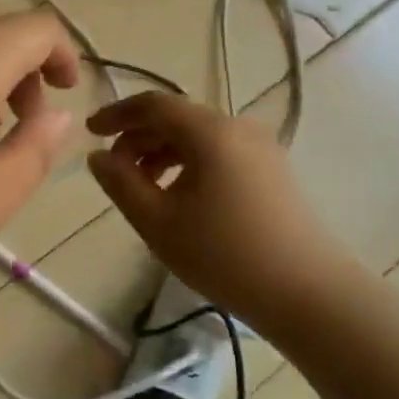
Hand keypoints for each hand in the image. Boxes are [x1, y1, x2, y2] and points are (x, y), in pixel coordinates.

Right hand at [86, 92, 363, 326]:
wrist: (308, 293)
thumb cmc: (224, 255)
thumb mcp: (157, 221)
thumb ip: (120, 183)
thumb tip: (98, 156)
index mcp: (210, 131)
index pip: (153, 104)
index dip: (117, 114)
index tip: (90, 132)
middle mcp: (238, 127)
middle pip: (177, 118)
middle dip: (138, 137)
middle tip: (113, 169)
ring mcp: (261, 148)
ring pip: (198, 136)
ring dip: (162, 152)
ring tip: (142, 187)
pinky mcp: (273, 170)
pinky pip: (219, 152)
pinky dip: (189, 163)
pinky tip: (178, 196)